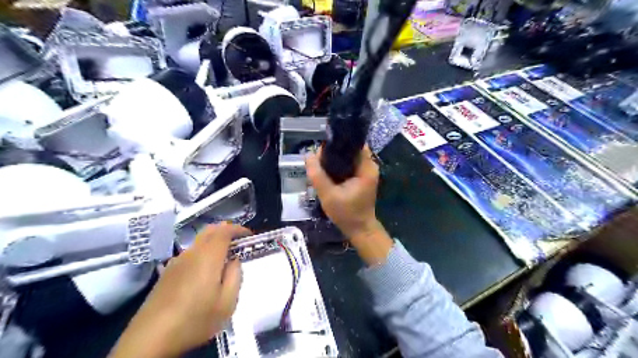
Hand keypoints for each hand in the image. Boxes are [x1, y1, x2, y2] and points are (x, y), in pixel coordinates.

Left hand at [107, 224, 249, 357]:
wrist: (150, 339)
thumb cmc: (195, 320)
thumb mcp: (227, 303)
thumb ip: (236, 277)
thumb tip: (234, 261)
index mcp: (208, 257)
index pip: (224, 231)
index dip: (238, 229)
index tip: (249, 235)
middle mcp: (192, 253)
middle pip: (210, 231)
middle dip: (226, 230)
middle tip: (239, 242)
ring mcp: (176, 262)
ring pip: (199, 242)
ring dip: (214, 242)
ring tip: (224, 258)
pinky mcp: (167, 272)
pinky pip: (190, 253)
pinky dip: (203, 252)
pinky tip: (204, 272)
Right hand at [305, 145, 390, 265]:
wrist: (359, 229)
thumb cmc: (346, 213)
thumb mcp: (328, 195)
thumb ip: (317, 175)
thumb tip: (307, 155)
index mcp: (367, 167)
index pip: (353, 144)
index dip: (337, 144)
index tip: (322, 150)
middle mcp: (369, 165)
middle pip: (349, 149)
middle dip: (332, 153)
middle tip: (317, 161)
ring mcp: (366, 171)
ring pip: (347, 157)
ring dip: (334, 160)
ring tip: (319, 166)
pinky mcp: (361, 177)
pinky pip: (348, 165)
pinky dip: (337, 167)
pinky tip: (327, 173)